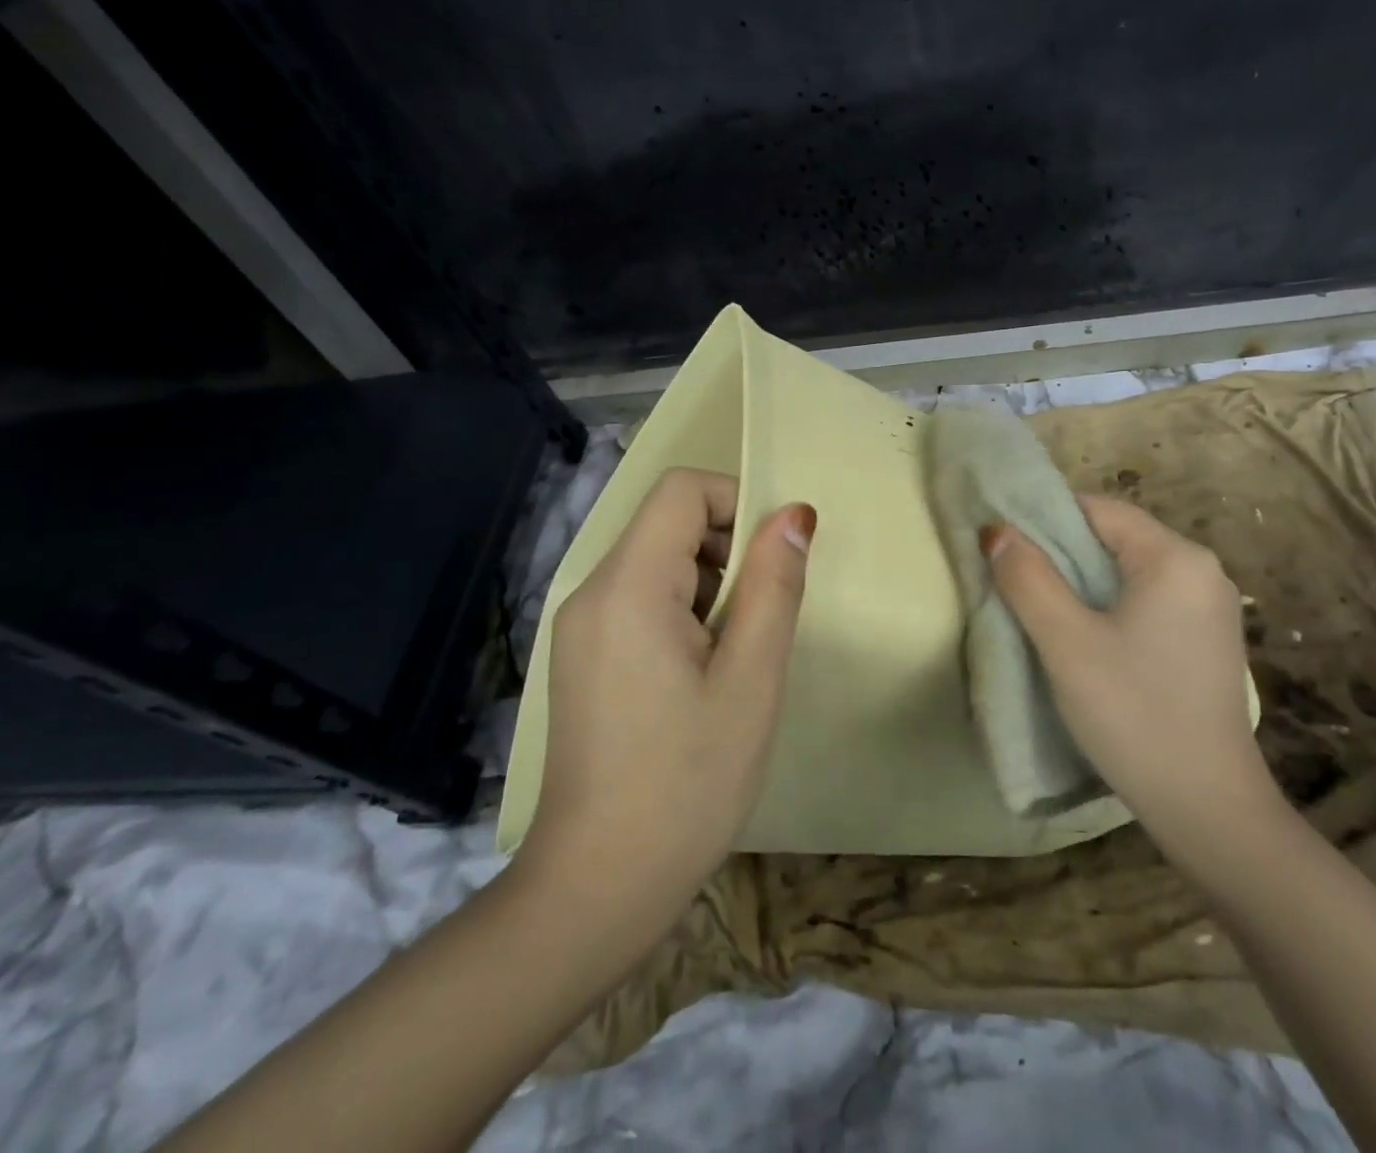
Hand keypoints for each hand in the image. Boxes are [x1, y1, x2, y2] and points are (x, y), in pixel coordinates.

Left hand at [516, 468, 814, 936]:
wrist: (598, 886)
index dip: (737, 503)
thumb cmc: (688, 782)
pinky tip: (702, 672)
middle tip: (759, 618)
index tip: (773, 561)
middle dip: (727, 548)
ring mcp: (580, 626)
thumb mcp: (751, 679)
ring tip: (733, 654)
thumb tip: (794, 514)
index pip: (682, 490)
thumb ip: (773, 585)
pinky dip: (683, 609)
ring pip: (657, 560)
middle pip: (668, 522)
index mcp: (628, 588)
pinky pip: (640, 598)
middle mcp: (593, 592)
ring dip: (709, 582)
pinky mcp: (583, 655)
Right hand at [982, 495, 1280, 860]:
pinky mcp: (1206, 640)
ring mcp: (1209, 608)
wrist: (1208, 809)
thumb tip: (996, 530)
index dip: (1045, 519)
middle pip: (1115, 539)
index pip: (1099, 510)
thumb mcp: (1066, 642)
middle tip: (1013, 579)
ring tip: (1039, 608)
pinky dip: (1109, 607)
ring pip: (1128, 573)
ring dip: (1081, 583)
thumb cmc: (1134, 714)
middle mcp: (1201, 571)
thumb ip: (1028, 578)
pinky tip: (1084, 637)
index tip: (1004, 545)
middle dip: (1061, 554)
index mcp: (1175, 558)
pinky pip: (1147, 602)